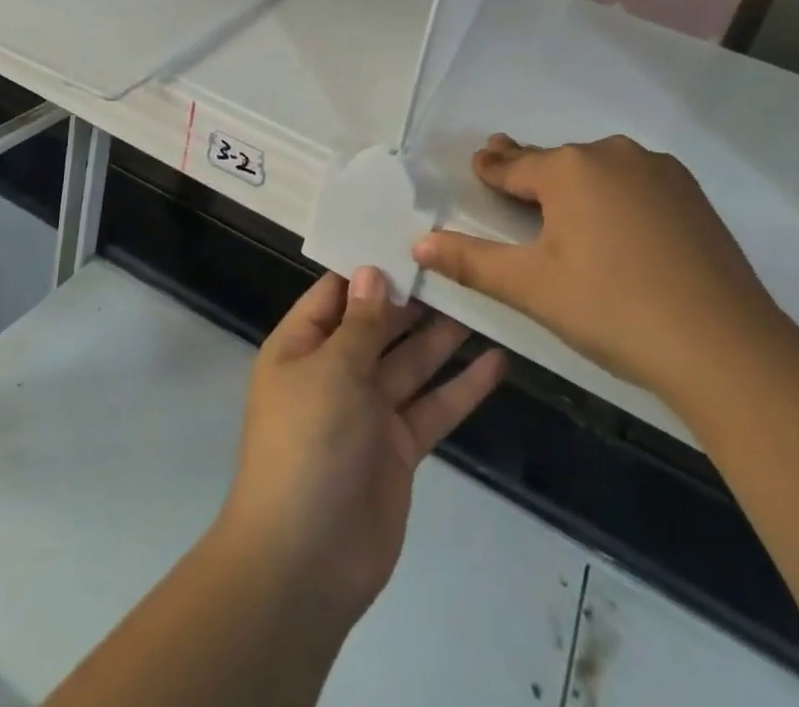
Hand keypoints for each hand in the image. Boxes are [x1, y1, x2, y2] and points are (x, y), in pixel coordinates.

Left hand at [215, 268, 506, 625]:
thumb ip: (360, 323)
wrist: (306, 563)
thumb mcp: (331, 371)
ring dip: (442, 336)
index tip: (407, 236)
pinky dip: (462, 387)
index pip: (335, 293)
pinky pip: (433, 407)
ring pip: (411, 362)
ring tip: (483, 299)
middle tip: (458, 262)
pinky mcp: (399, 448)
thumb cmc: (307, 446)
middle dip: (413, 297)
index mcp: (301, 347)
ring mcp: (368, 411)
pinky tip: (497, 362)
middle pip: (378, 324)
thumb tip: (372, 271)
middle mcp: (334, 372)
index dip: (369, 266)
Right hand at [411, 134, 790, 409]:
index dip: (492, 167)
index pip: (514, 164)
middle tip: (508, 170)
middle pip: (556, 162)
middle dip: (530, 170)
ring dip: (576, 182)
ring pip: (598, 170)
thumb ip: (470, 261)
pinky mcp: (690, 193)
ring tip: (563, 206)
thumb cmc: (612, 309)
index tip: (479, 161)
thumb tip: (418, 243)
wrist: (724, 346)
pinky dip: (615, 194)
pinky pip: (635, 182)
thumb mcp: (531, 287)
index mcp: (568, 168)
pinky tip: (618, 222)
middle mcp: (611, 153)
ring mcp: (657, 170)